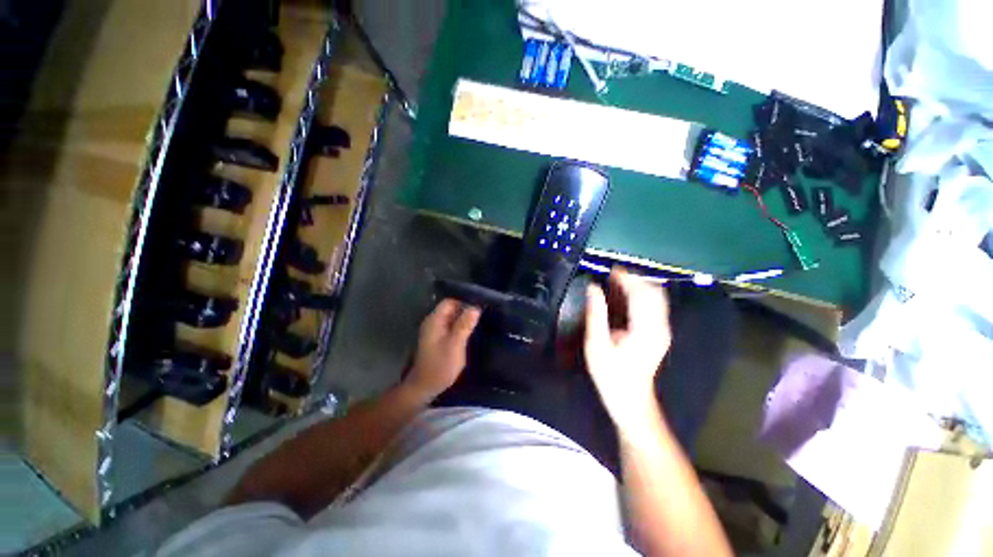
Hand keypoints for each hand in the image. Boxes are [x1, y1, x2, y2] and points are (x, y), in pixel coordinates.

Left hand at [403, 299, 480, 402]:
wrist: (425, 387)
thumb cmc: (440, 366)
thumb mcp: (455, 345)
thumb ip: (464, 325)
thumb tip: (475, 307)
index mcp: (435, 320)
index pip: (450, 301)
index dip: (465, 300)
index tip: (480, 303)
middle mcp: (433, 322)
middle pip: (451, 308)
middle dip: (466, 308)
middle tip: (484, 311)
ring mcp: (435, 330)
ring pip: (452, 317)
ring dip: (464, 317)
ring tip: (481, 318)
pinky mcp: (438, 338)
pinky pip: (451, 325)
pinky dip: (461, 325)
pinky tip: (471, 329)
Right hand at [584, 268, 671, 431]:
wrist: (631, 400)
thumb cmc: (611, 375)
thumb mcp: (597, 345)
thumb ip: (596, 314)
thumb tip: (593, 288)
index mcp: (645, 329)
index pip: (641, 293)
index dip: (627, 278)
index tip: (611, 269)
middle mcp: (659, 326)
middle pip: (654, 292)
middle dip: (634, 279)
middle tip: (612, 274)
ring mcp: (662, 330)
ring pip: (656, 297)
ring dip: (638, 286)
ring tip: (617, 281)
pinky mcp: (659, 333)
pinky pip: (654, 306)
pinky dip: (640, 296)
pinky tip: (625, 296)